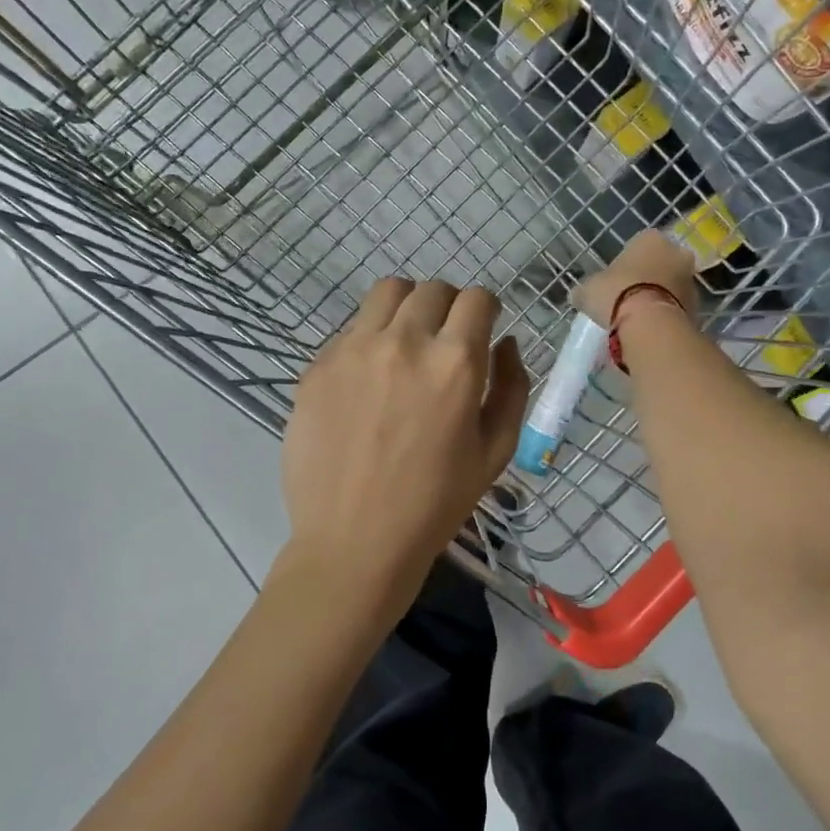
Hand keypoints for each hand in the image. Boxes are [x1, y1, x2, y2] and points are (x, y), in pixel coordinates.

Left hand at [281, 279, 529, 606]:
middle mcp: (404, 341)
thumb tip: (506, 342)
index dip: (486, 308)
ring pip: (387, 293)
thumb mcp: (496, 451)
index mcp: (454, 362)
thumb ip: (512, 386)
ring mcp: (354, 350)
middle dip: (449, 306)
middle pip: (432, 289)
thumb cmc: (436, 503)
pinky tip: (368, 379)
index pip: (477, 298)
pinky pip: (351, 329)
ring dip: (407, 307)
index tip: (483, 326)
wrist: (354, 541)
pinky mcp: (318, 366)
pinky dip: (369, 338)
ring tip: (406, 342)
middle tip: (445, 338)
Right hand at [572, 230, 698, 327]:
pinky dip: (666, 315)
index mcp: (650, 238)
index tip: (616, 281)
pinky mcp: (697, 306)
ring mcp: (690, 279)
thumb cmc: (616, 294)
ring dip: (659, 297)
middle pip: (660, 264)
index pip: (638, 245)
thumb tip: (579, 295)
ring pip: (671, 286)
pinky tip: (650, 329)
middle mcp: (676, 253)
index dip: (626, 263)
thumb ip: (586, 289)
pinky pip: (677, 307)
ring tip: (639, 318)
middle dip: (648, 278)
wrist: (649, 324)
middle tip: (629, 298)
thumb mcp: (588, 290)